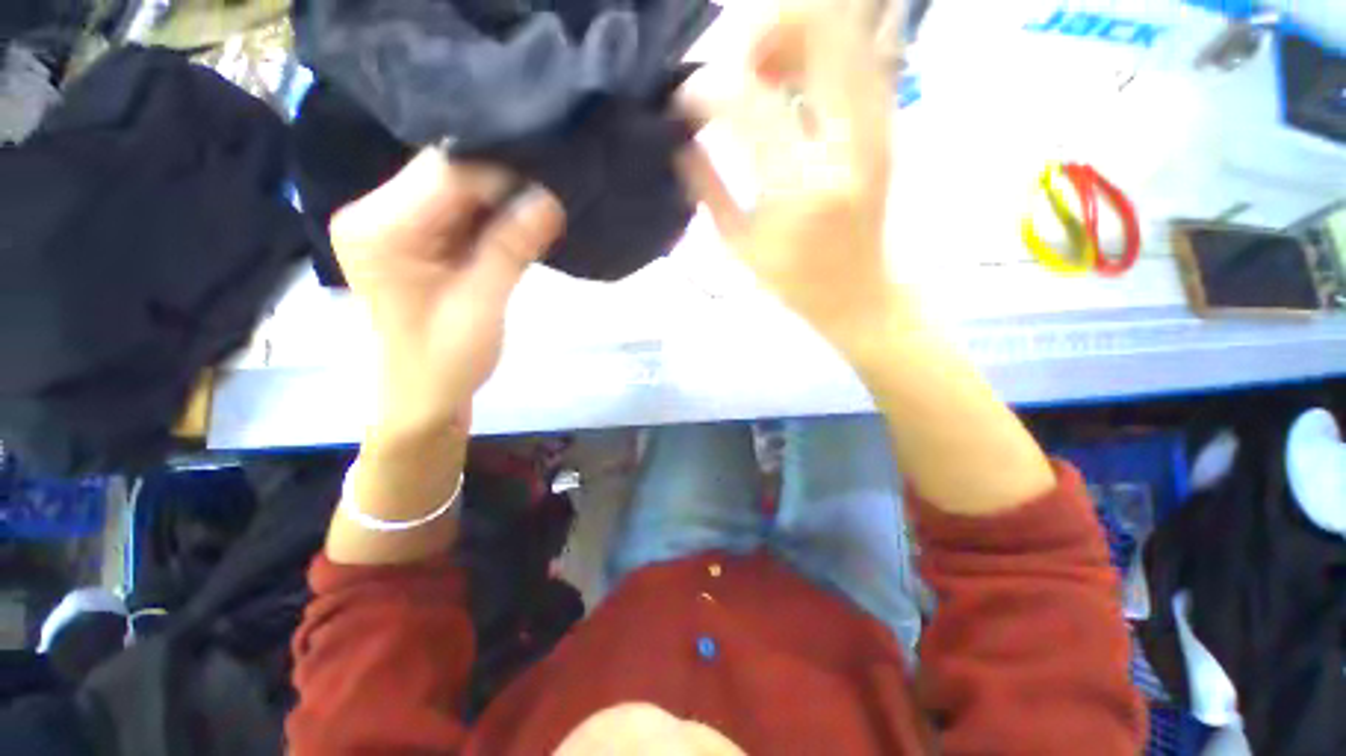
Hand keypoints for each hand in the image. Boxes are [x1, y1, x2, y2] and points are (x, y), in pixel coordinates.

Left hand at [330, 149, 564, 439]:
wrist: (424, 394)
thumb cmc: (445, 359)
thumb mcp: (483, 303)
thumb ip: (511, 248)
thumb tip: (550, 200)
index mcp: (380, 229)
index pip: (444, 173)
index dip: (500, 177)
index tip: (547, 192)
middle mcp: (376, 213)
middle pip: (447, 175)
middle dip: (501, 188)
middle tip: (546, 205)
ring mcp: (393, 223)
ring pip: (457, 191)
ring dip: (499, 204)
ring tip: (535, 219)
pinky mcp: (414, 237)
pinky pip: (459, 212)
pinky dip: (491, 219)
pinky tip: (515, 231)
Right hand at [678, 0, 895, 348]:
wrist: (857, 292)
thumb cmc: (792, 281)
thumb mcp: (738, 244)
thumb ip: (706, 187)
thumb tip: (678, 141)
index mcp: (800, 188)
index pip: (748, 102)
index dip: (707, 89)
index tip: (685, 101)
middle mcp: (846, 144)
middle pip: (818, 30)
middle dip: (763, 28)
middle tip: (734, 64)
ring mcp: (875, 127)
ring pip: (847, 32)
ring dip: (796, 34)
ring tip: (764, 70)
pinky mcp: (886, 125)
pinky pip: (862, 57)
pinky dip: (822, 52)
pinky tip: (795, 80)